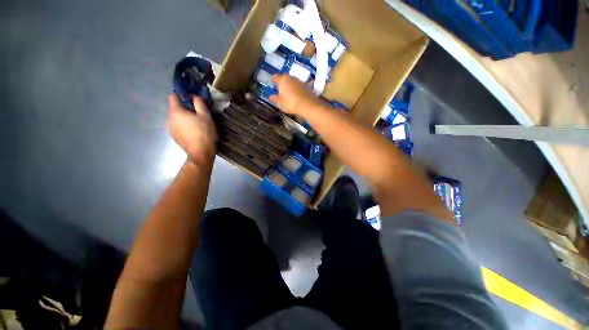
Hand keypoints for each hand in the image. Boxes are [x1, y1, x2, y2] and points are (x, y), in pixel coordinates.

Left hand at [167, 94, 217, 166]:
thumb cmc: (204, 133)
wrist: (200, 153)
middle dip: (185, 108)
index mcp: (176, 111)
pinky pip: (178, 126)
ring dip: (185, 117)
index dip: (182, 95)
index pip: (173, 96)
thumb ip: (199, 103)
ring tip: (197, 124)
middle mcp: (169, 118)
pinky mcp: (174, 136)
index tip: (193, 100)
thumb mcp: (206, 116)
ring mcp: (170, 128)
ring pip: (176, 118)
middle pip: (175, 108)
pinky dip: (184, 126)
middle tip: (198, 113)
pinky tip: (194, 132)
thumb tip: (194, 95)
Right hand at [269, 74, 320, 114]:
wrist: (307, 105)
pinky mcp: (305, 85)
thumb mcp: (280, 102)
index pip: (275, 77)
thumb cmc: (290, 102)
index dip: (273, 80)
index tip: (272, 83)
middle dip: (281, 82)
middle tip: (279, 88)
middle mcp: (291, 77)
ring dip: (289, 85)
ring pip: (291, 81)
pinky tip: (295, 94)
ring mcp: (299, 81)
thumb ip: (274, 98)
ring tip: (287, 92)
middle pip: (284, 78)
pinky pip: (297, 86)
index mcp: (282, 79)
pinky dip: (295, 88)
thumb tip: (270, 97)